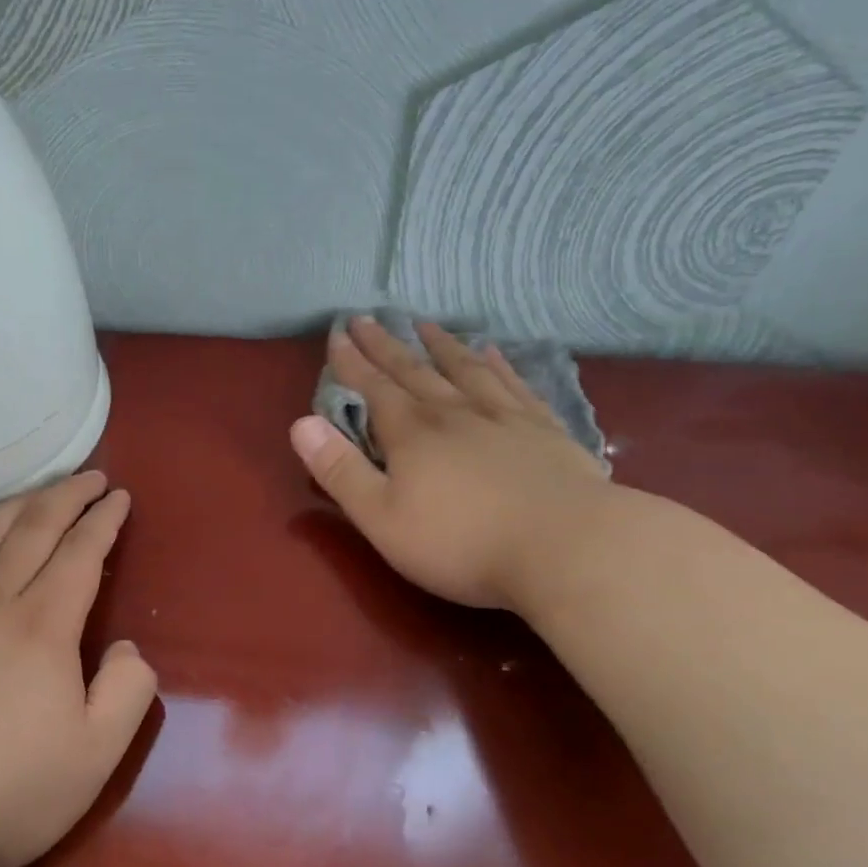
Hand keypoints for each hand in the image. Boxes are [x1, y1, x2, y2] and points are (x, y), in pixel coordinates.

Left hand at [0, 471, 156, 866]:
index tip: (118, 497)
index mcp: (43, 626)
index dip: (103, 519)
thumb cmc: (9, 791)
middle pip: (32, 529)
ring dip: (18, 505)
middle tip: (89, 477)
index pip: (80, 552)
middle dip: (66, 496)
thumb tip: (126, 648)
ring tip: (38, 492)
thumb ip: (128, 692)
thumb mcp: (96, 754)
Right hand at [290, 317, 612, 610]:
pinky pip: (514, 384)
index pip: (374, 388)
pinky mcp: (544, 430)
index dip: (352, 362)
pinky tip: (495, 352)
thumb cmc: (461, 543)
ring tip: (426, 324)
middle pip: (414, 371)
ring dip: (441, 345)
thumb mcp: (382, 518)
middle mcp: (455, 412)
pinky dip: (499, 365)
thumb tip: (301, 425)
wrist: (566, 547)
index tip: (338, 333)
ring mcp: (504, 417)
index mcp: (412, 434)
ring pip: (465, 369)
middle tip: (369, 318)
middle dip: (387, 346)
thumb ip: (340, 471)